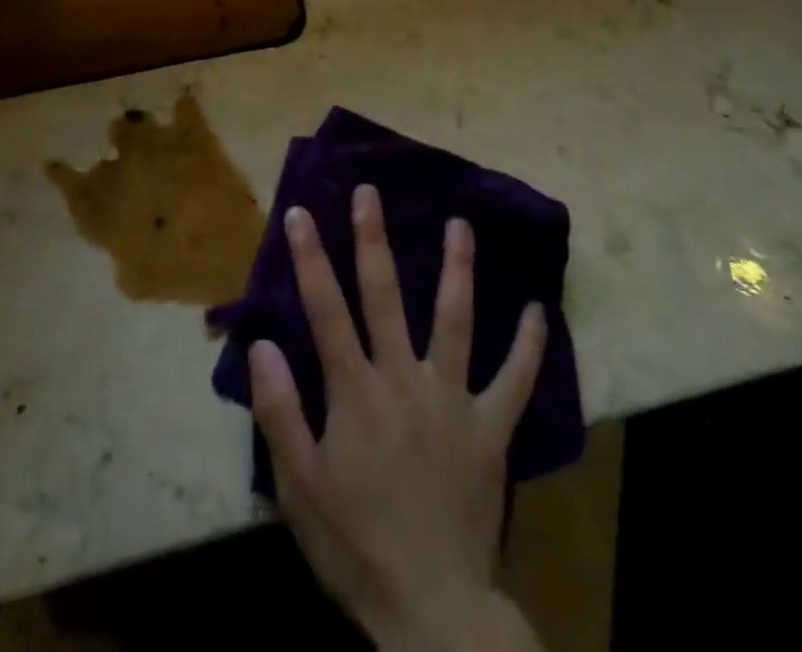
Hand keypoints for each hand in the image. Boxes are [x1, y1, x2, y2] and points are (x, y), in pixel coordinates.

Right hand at [249, 186, 546, 651]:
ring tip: (460, 225)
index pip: (326, 310)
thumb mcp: (299, 486)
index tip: (298, 212)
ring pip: (455, 321)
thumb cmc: (355, 542)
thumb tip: (262, 344)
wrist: (430, 609)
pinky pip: (515, 382)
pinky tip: (539, 311)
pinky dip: (528, 346)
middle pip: (386, 296)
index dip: (310, 259)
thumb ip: (279, 411)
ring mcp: (453, 400)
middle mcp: (404, 379)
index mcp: (355, 391)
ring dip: (457, 270)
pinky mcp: (491, 430)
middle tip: (370, 192)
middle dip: (373, 239)